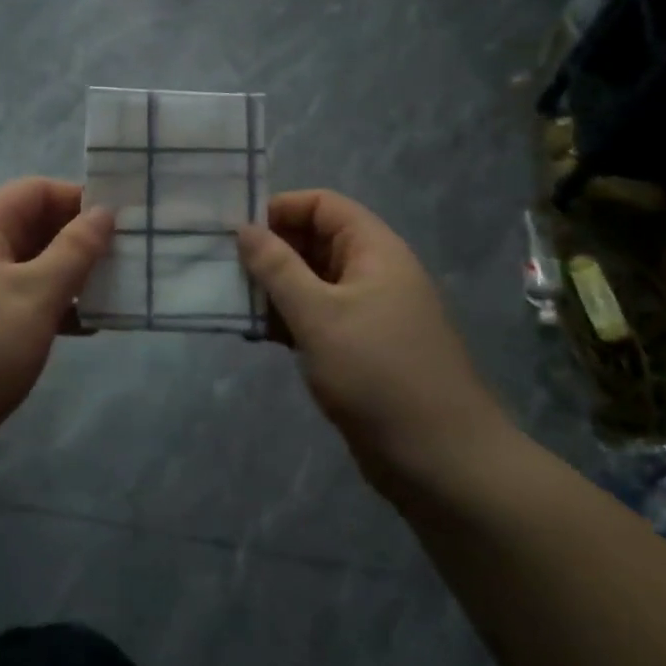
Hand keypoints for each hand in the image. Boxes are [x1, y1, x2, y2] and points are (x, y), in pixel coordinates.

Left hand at [0, 179, 113, 460]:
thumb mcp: (36, 293)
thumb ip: (75, 249)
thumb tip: (105, 211)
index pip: (36, 190)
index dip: (78, 197)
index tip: (122, 219)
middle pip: (36, 225)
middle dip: (81, 237)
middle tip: (128, 255)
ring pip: (36, 264)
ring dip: (74, 273)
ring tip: (118, 288)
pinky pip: (28, 299)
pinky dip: (58, 304)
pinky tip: (90, 325)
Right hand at [238, 191, 514, 489]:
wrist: (440, 460)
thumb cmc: (379, 374)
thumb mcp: (319, 315)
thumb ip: (278, 268)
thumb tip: (244, 228)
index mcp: (374, 250)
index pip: (322, 205)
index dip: (280, 209)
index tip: (237, 232)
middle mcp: (372, 273)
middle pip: (315, 241)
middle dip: (271, 251)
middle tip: (224, 270)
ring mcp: (367, 312)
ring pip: (312, 282)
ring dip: (274, 289)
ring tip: (233, 303)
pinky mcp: (359, 348)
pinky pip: (317, 317)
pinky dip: (288, 319)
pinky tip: (257, 335)